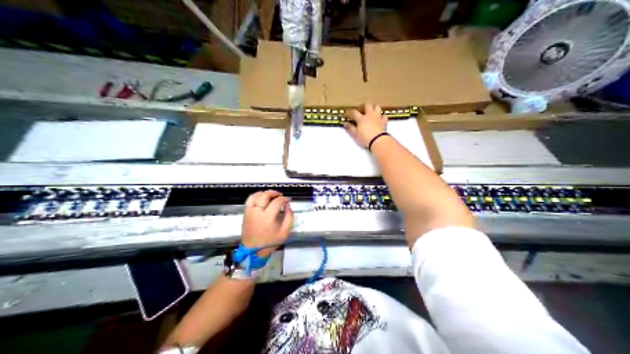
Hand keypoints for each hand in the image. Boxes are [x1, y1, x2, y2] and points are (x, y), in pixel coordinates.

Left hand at [242, 191, 292, 257]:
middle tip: (281, 196)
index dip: (284, 199)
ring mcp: (250, 211)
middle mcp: (257, 212)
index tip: (288, 200)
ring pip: (256, 195)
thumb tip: (287, 206)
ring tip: (272, 195)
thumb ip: (289, 218)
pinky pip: (250, 199)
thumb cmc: (270, 242)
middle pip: (265, 195)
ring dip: (265, 193)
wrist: (253, 250)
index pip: (277, 202)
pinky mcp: (245, 212)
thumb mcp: (285, 233)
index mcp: (268, 218)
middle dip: (274, 193)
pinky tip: (262, 197)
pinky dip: (256, 195)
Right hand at [345, 102, 389, 147]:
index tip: (346, 115)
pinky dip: (382, 116)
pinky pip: (384, 116)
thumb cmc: (365, 138)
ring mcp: (378, 117)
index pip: (354, 112)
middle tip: (361, 109)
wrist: (378, 141)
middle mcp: (370, 115)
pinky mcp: (384, 121)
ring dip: (374, 107)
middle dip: (363, 106)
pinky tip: (380, 118)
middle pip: (367, 105)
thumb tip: (345, 123)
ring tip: (371, 111)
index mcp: (361, 118)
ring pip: (377, 107)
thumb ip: (350, 128)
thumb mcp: (355, 134)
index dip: (349, 112)